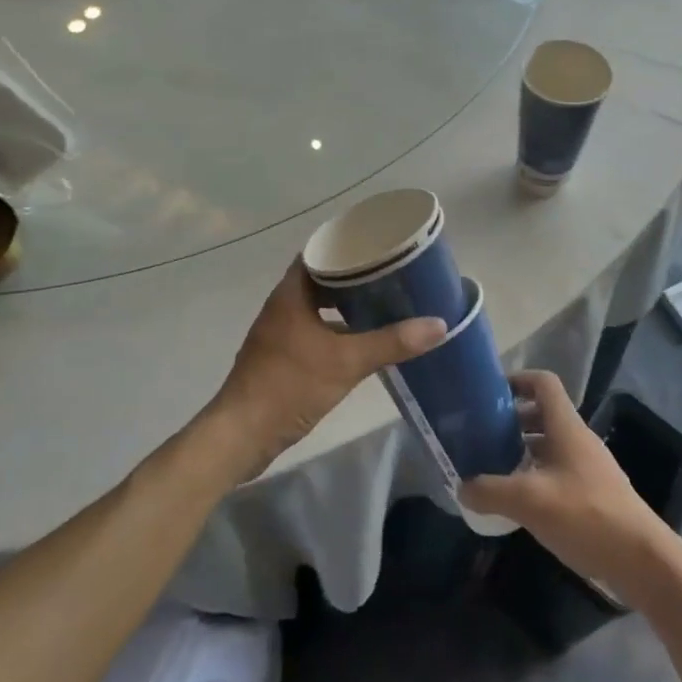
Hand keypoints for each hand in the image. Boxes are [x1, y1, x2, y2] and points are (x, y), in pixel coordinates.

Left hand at [204, 260, 445, 479]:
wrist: (242, 435)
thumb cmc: (290, 386)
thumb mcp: (346, 362)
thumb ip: (391, 342)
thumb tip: (439, 324)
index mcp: (291, 294)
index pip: (318, 254)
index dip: (346, 247)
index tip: (378, 246)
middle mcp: (282, 307)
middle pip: (320, 280)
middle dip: (353, 277)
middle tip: (389, 274)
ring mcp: (279, 333)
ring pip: (317, 308)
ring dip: (344, 305)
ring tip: (382, 303)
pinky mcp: (280, 358)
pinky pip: (313, 331)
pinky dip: (335, 330)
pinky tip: (360, 341)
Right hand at [460, 371, 672, 596]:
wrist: (642, 560)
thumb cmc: (586, 516)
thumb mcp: (530, 501)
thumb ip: (491, 491)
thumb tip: (462, 487)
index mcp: (566, 427)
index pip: (543, 383)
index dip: (517, 380)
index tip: (489, 395)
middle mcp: (578, 439)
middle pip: (543, 414)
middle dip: (511, 420)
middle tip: (482, 435)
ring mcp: (588, 467)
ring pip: (549, 445)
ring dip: (522, 450)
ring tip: (493, 468)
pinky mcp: (593, 493)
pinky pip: (558, 470)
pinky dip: (536, 475)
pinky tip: (519, 501)